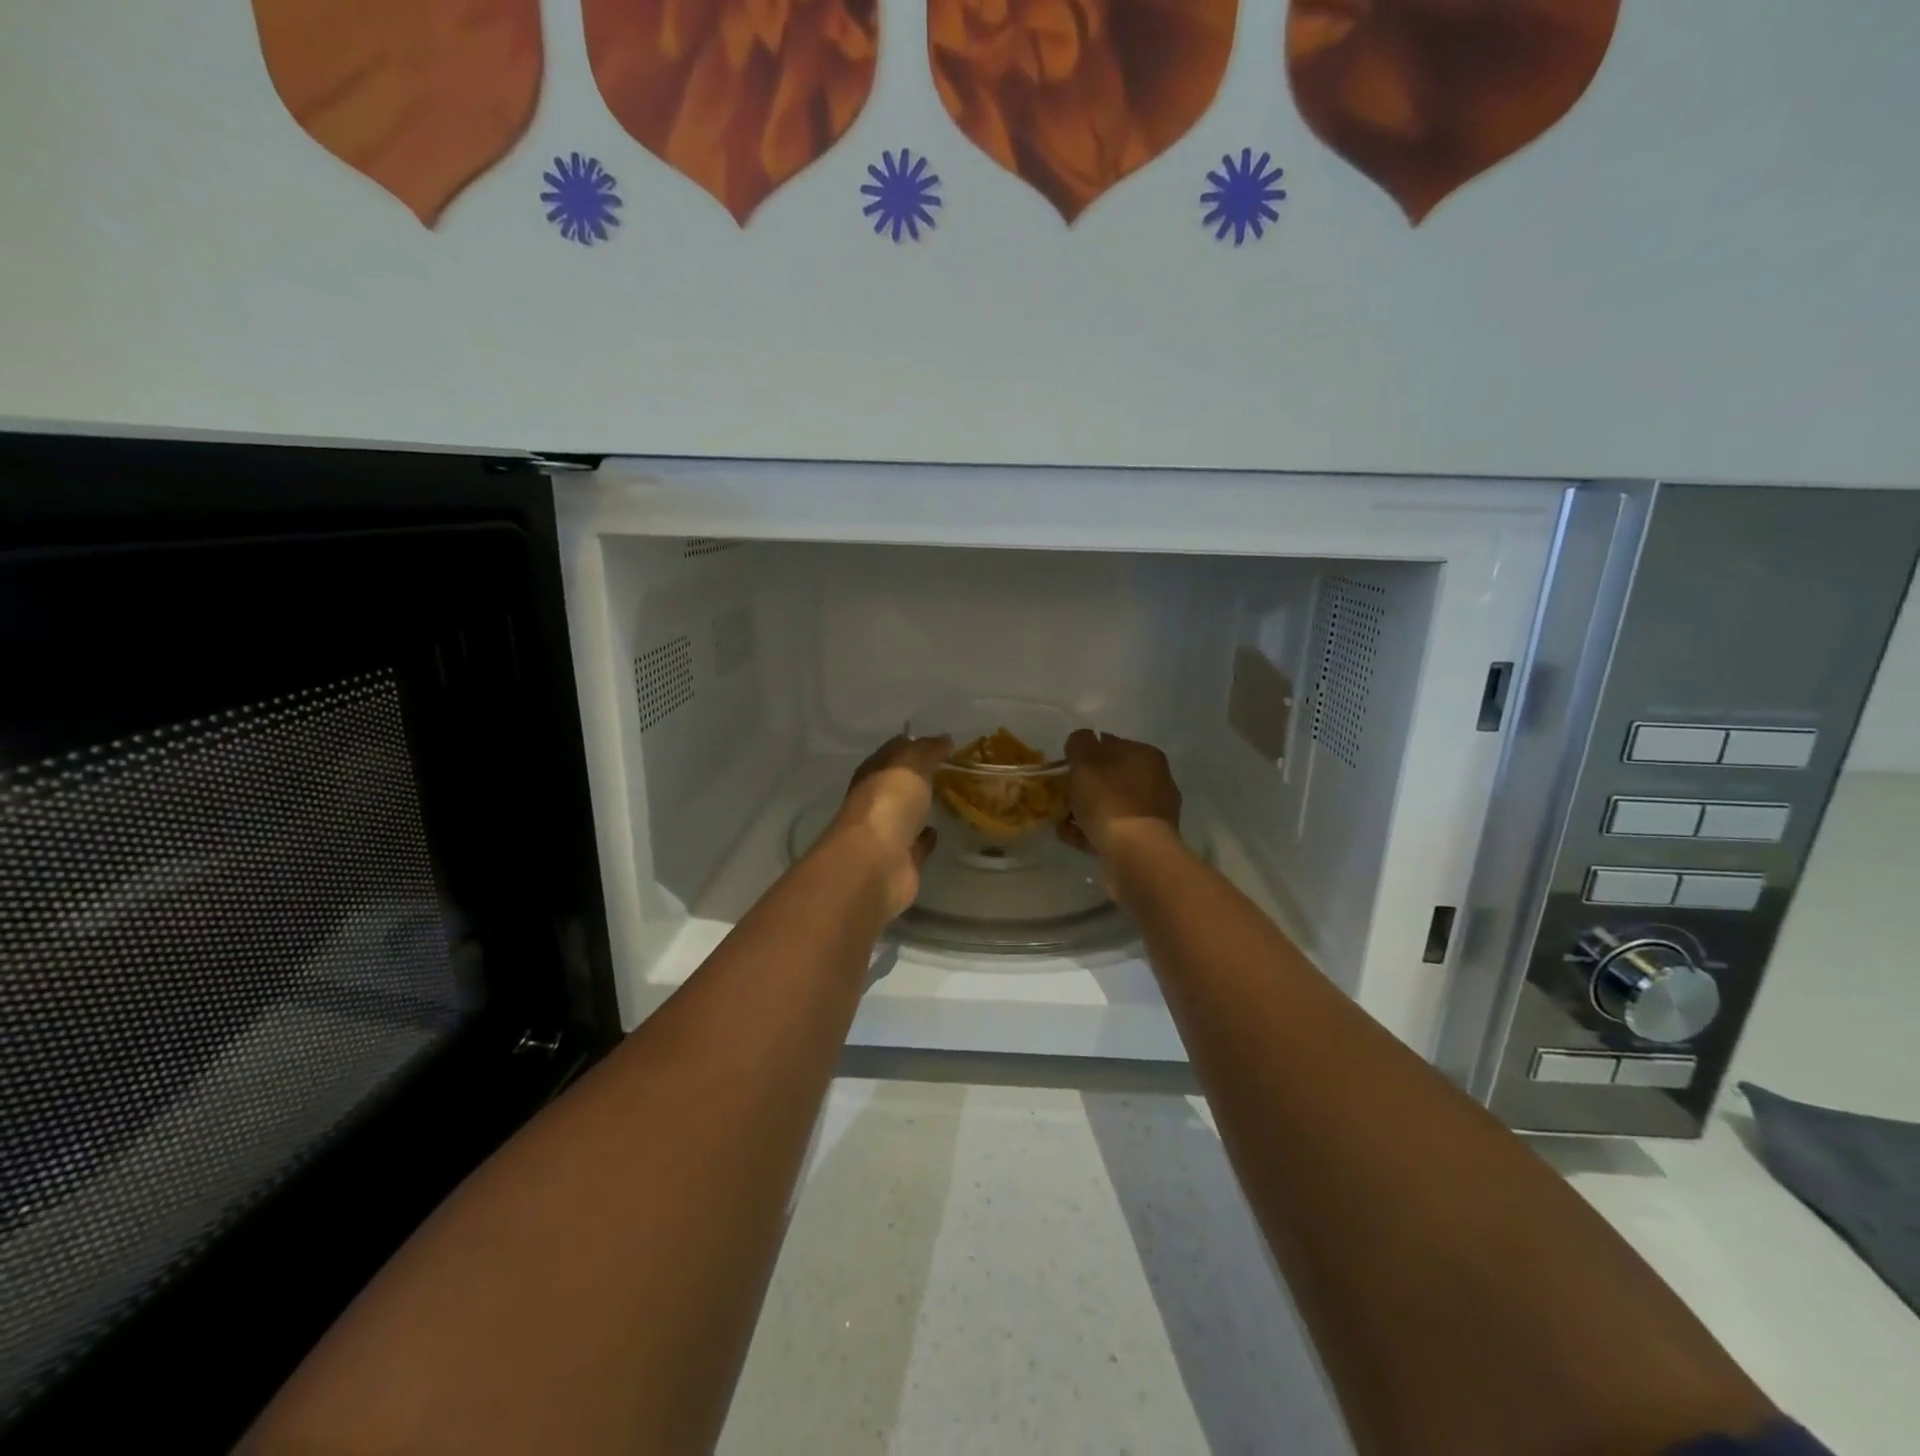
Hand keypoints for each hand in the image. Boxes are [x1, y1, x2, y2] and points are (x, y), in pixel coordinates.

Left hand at [828, 734, 951, 918]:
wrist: (876, 864)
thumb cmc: (888, 804)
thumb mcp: (909, 765)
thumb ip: (926, 750)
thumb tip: (944, 739)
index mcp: (871, 775)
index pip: (891, 754)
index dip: (912, 746)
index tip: (939, 743)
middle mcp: (875, 803)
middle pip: (898, 785)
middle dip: (918, 778)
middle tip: (949, 769)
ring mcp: (887, 835)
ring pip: (907, 816)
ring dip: (922, 808)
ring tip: (949, 798)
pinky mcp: (901, 863)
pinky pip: (916, 846)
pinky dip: (925, 839)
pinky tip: (939, 831)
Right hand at [1060, 729, 1181, 858]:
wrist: (1135, 853)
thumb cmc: (1109, 800)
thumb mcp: (1085, 761)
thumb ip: (1079, 743)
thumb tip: (1081, 740)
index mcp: (1145, 755)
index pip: (1109, 744)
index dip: (1083, 754)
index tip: (1063, 768)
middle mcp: (1155, 780)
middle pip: (1109, 777)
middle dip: (1084, 785)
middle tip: (1060, 795)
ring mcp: (1153, 812)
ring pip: (1110, 805)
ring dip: (1085, 810)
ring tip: (1060, 820)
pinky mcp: (1145, 840)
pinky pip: (1112, 829)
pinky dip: (1092, 831)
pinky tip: (1070, 836)